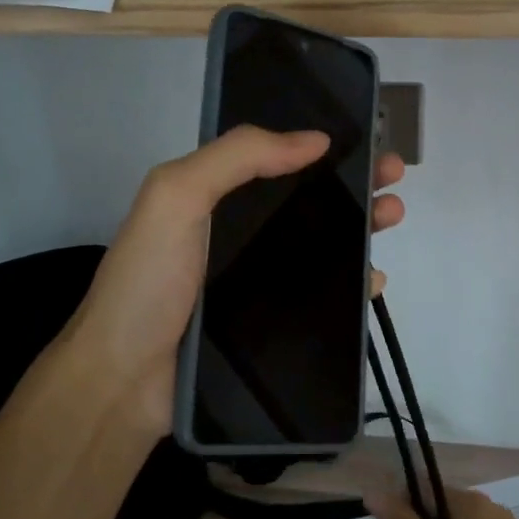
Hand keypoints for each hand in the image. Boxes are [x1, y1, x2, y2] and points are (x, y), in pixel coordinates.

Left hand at [66, 125, 406, 437]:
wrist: (124, 379)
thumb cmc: (149, 280)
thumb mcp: (177, 196)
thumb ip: (238, 156)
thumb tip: (315, 138)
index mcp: (213, 197)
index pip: (275, 160)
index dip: (319, 146)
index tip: (362, 139)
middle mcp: (235, 234)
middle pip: (305, 201)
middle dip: (352, 184)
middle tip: (394, 177)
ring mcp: (253, 281)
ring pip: (319, 246)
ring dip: (359, 227)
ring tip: (392, 217)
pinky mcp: (268, 323)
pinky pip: (319, 297)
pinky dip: (350, 285)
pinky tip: (373, 280)